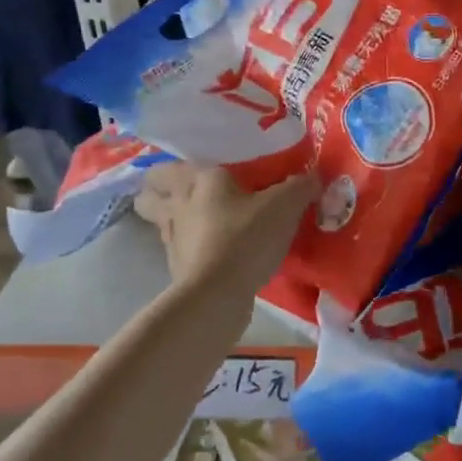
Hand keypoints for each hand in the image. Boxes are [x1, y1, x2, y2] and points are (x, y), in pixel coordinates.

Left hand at [134, 164, 316, 293]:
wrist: (217, 295)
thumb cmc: (246, 237)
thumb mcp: (284, 206)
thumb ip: (300, 187)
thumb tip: (313, 177)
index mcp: (197, 179)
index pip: (168, 166)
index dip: (177, 166)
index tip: (197, 169)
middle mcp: (177, 205)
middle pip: (148, 194)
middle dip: (160, 191)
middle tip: (188, 192)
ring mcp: (172, 239)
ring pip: (160, 222)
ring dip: (175, 220)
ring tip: (202, 221)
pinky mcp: (178, 269)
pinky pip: (180, 249)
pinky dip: (192, 247)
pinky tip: (215, 250)